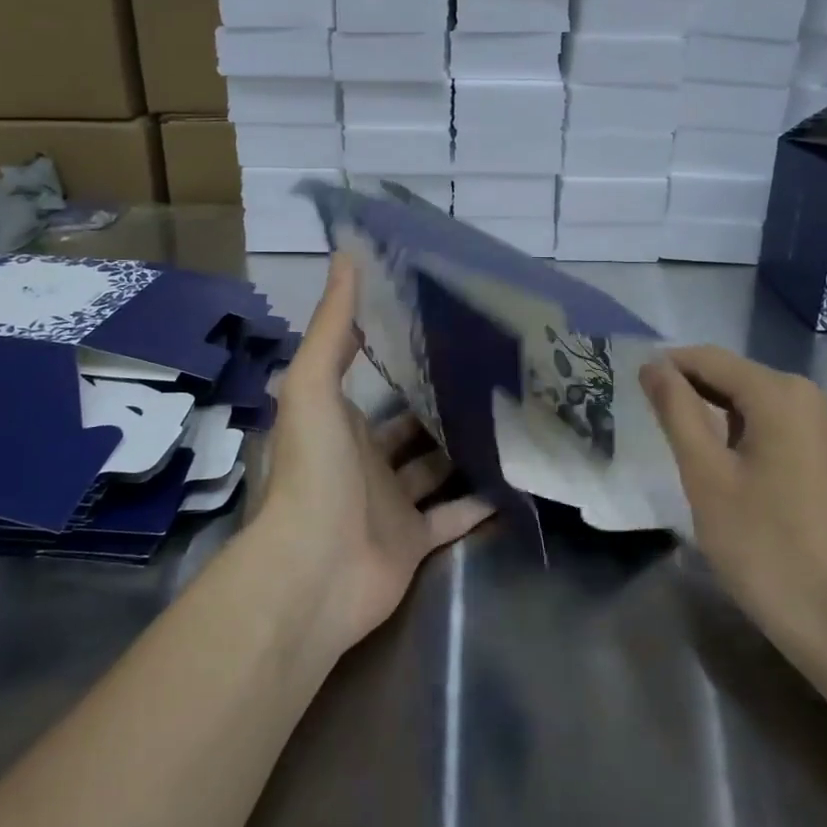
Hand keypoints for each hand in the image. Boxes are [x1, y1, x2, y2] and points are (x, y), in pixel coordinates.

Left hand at [251, 253, 493, 653]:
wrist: (314, 572)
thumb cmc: (313, 472)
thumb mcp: (313, 386)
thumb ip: (332, 326)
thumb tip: (345, 254)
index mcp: (340, 423)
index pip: (374, 383)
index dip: (400, 356)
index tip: (440, 327)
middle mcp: (365, 460)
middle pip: (409, 426)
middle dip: (440, 403)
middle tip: (489, 373)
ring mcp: (390, 504)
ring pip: (433, 469)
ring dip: (462, 449)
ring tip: (508, 417)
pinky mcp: (414, 542)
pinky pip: (453, 517)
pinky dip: (478, 502)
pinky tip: (514, 478)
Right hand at [639, 346, 826, 658]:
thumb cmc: (765, 546)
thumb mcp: (706, 475)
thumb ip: (677, 410)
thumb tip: (653, 365)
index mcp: (781, 394)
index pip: (709, 359)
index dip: (667, 368)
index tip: (633, 390)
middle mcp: (814, 398)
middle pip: (737, 377)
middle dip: (693, 391)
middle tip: (654, 424)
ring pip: (759, 403)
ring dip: (719, 414)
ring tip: (686, 447)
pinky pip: (783, 427)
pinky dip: (749, 434)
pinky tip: (730, 467)